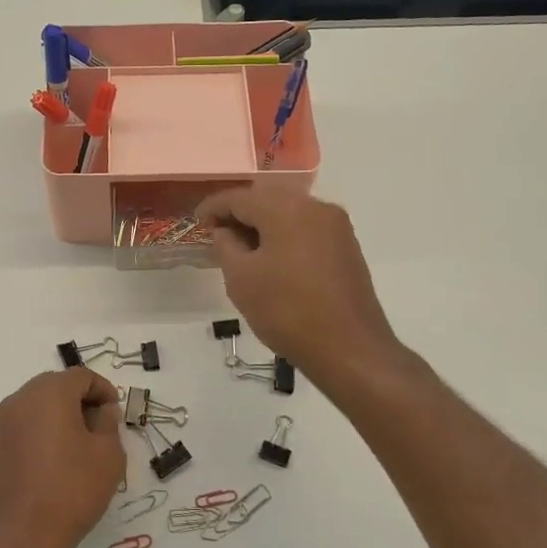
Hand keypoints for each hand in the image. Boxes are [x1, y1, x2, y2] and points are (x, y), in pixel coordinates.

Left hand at [0, 368, 126, 547]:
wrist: (17, 538)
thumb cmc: (70, 491)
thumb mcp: (108, 456)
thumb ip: (109, 424)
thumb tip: (102, 411)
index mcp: (50, 393)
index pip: (82, 376)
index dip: (104, 390)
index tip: (115, 414)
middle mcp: (20, 399)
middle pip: (56, 386)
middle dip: (80, 401)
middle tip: (100, 429)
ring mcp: (1, 423)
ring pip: (37, 407)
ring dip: (58, 417)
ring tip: (77, 448)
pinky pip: (22, 428)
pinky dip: (40, 434)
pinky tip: (52, 464)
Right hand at [198, 187, 400, 383]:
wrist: (350, 350)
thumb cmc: (287, 311)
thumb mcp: (241, 279)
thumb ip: (226, 245)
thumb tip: (225, 231)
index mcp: (287, 209)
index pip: (240, 197)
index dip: (214, 208)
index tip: (196, 222)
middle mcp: (316, 207)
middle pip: (267, 199)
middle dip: (239, 214)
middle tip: (216, 235)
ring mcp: (336, 227)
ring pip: (289, 213)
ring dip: (263, 225)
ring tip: (241, 250)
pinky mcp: (347, 247)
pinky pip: (306, 229)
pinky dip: (284, 236)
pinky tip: (271, 259)